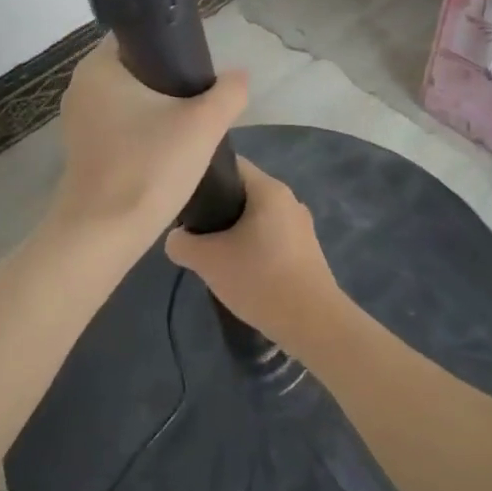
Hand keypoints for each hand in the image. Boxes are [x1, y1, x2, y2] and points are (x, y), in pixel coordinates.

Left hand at [48, 37, 248, 247]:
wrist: (103, 234)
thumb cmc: (148, 167)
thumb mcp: (202, 125)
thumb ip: (228, 93)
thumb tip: (238, 76)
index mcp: (98, 66)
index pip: (139, 36)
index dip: (172, 46)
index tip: (200, 67)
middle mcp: (81, 85)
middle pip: (135, 68)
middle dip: (169, 81)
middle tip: (201, 100)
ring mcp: (77, 119)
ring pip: (128, 99)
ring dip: (157, 108)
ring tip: (189, 126)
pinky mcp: (81, 148)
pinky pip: (118, 125)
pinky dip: (142, 131)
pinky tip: (166, 150)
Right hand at [165, 158, 344, 355]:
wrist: (314, 324)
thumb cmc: (260, 279)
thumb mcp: (207, 261)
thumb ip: (181, 243)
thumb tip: (177, 238)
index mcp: (269, 189)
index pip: (230, 165)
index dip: (204, 177)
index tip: (186, 199)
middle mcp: (289, 199)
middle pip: (243, 193)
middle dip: (218, 210)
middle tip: (196, 232)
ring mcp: (301, 226)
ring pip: (257, 218)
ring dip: (235, 232)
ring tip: (216, 256)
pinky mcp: (307, 251)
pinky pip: (272, 238)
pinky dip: (254, 249)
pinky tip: (242, 273)